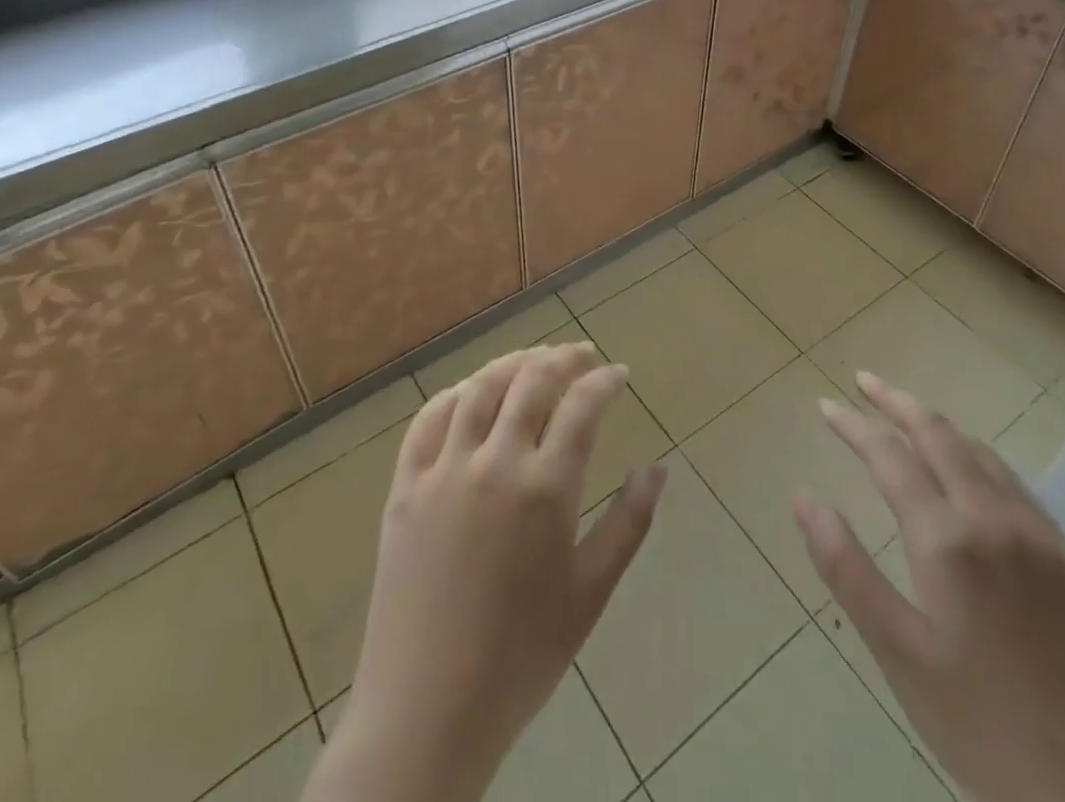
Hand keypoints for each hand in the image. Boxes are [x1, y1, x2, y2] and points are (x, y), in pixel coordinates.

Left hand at [304, 343, 666, 801]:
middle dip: (563, 358)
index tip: (619, 373)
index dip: (605, 380)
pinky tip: (471, 393)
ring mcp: (444, 470)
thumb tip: (659, 469)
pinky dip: (456, 394)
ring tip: (534, 360)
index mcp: (545, 488)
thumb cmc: (521, 657)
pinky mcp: (405, 485)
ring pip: (481, 388)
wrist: (427, 710)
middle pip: (532, 381)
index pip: (582, 406)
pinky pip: (429, 419)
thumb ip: (629, 523)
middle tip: (582, 355)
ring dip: (513, 363)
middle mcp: (495, 463)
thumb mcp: (590, 594)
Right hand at [796, 372, 1064, 801]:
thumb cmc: (976, 722)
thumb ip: (846, 568)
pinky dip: (976, 456)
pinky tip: (967, 469)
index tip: (824, 405)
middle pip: (939, 434)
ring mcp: (1038, 534)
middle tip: (863, 380)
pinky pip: (1014, 482)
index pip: (889, 456)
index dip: (853, 426)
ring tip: (906, 416)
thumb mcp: (896, 651)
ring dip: (937, 425)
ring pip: (980, 452)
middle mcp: (994, 519)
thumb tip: (804, 499)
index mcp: (948, 539)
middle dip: (896, 401)